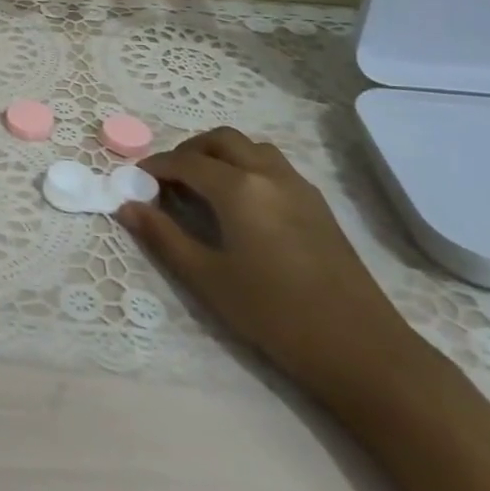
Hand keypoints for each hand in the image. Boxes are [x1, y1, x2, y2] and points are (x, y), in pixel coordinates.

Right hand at [118, 127, 418, 403]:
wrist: (362, 351)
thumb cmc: (275, 315)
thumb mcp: (208, 279)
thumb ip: (163, 237)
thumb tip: (126, 207)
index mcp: (238, 188)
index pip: (186, 162)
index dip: (156, 167)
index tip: (136, 181)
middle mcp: (268, 174)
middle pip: (220, 140)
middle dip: (188, 151)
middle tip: (168, 180)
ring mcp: (298, 186)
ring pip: (251, 148)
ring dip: (220, 154)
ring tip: (203, 186)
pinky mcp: (318, 205)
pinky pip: (273, 164)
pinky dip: (246, 166)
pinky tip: (241, 204)